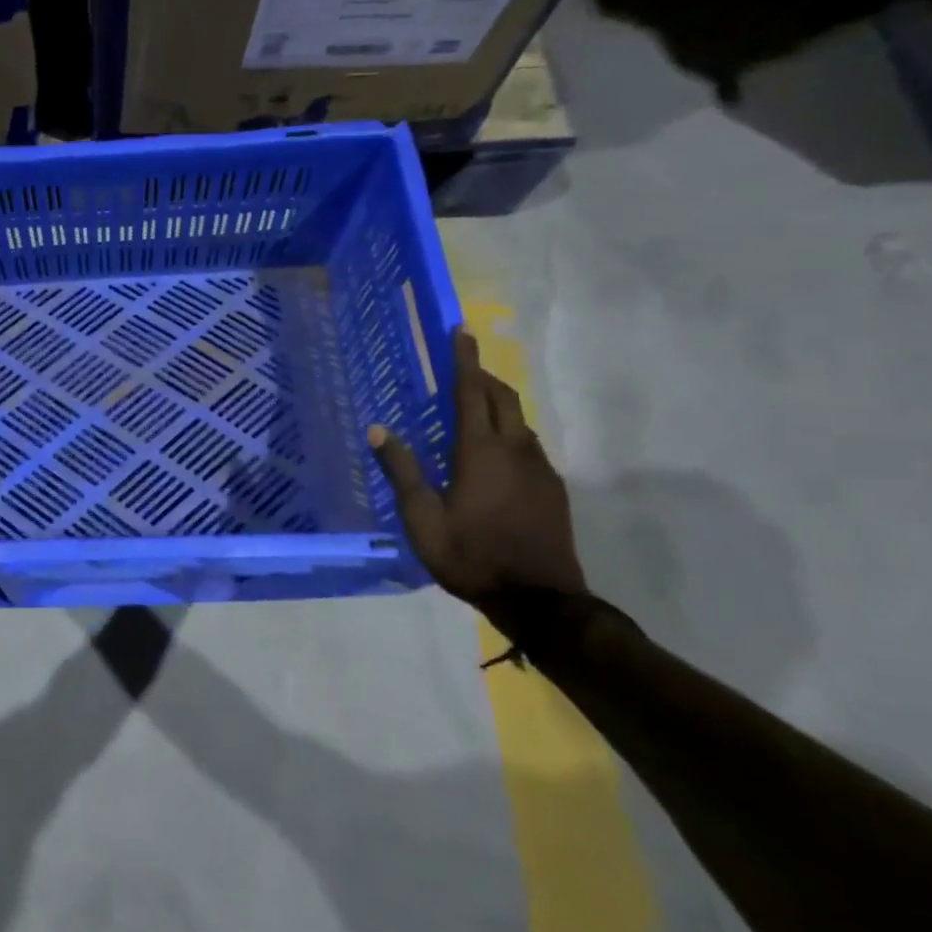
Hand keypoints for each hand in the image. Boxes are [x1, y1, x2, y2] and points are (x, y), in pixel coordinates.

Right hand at [368, 329, 585, 604]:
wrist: (541, 601)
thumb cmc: (472, 556)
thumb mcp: (422, 519)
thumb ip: (402, 471)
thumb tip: (378, 430)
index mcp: (480, 452)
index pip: (471, 392)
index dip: (465, 360)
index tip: (461, 330)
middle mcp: (515, 450)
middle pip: (503, 398)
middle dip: (484, 376)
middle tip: (462, 366)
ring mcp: (540, 469)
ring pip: (519, 421)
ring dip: (497, 404)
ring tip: (472, 408)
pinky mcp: (553, 489)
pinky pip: (528, 444)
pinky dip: (509, 432)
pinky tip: (494, 453)